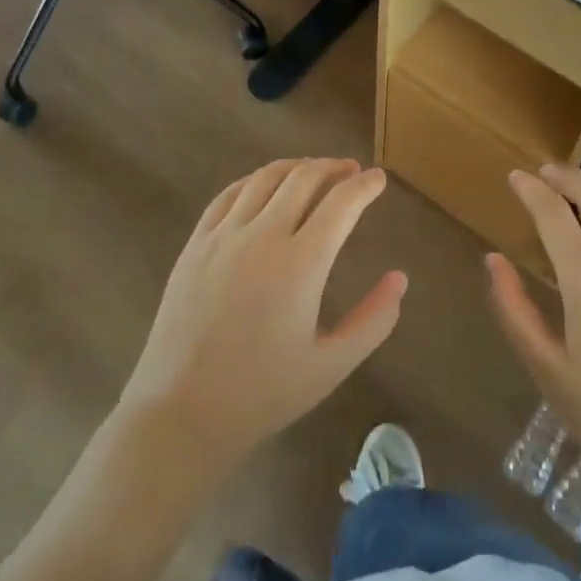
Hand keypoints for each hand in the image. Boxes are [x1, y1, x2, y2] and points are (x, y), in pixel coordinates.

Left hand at [117, 159, 405, 470]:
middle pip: (303, 178)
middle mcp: (262, 236)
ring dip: (296, 168)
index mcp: (301, 263)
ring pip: (265, 178)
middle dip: (333, 168)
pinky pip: (228, 195)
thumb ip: (373, 320)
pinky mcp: (195, 244)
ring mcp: (223, 236)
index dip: (365, 186)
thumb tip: (400, 278)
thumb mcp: (331, 365)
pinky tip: (264, 186)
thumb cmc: (262, 393)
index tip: (379, 179)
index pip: (341, 204)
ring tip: (314, 172)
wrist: (181, 413)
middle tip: (352, 170)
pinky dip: (255, 180)